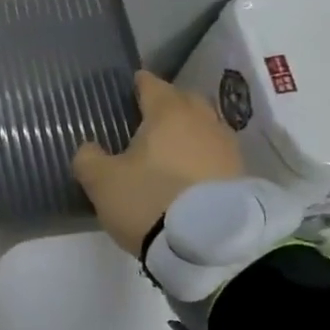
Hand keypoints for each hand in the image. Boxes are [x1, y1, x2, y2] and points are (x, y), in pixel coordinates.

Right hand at [73, 71, 245, 255]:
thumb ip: (88, 159)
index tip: (131, 85)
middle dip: (168, 102)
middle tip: (149, 115)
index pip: (152, 85)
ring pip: (204, 126)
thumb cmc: (149, 201)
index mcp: (168, 113)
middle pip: (185, 100)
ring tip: (170, 144)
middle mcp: (202, 121)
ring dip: (188, 130)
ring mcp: (227, 148)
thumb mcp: (102, 182)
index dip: (139, 83)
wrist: (209, 246)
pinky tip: (190, 170)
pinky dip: (202, 154)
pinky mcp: (241, 175)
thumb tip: (89, 148)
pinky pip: (216, 153)